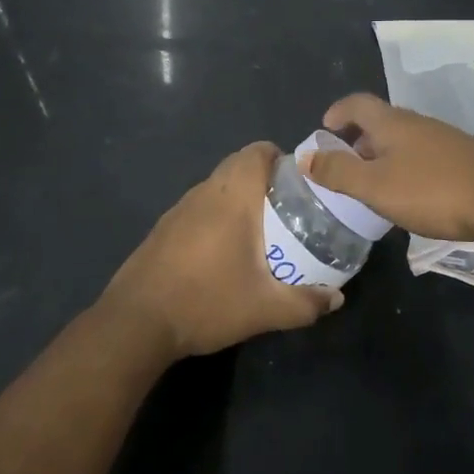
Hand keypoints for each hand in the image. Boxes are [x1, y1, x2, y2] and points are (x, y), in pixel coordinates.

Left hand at [100, 142, 336, 360]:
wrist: (136, 322)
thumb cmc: (206, 301)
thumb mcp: (264, 309)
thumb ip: (305, 303)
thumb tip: (337, 298)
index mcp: (232, 196)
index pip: (258, 151)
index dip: (281, 158)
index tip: (299, 183)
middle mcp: (205, 192)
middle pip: (239, 165)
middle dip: (266, 180)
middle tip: (288, 210)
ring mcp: (179, 208)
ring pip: (218, 186)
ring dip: (240, 198)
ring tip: (262, 231)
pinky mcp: (164, 227)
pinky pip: (200, 206)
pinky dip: (218, 215)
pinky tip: (224, 252)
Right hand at [305, 93, 473, 242]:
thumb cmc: (429, 190)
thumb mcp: (375, 186)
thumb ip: (338, 172)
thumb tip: (305, 156)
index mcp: (391, 123)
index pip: (357, 103)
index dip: (337, 112)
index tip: (324, 129)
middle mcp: (417, 122)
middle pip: (380, 121)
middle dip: (358, 139)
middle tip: (345, 165)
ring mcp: (444, 138)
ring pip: (403, 139)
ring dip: (382, 155)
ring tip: (374, 184)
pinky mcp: (463, 157)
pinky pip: (423, 154)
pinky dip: (406, 166)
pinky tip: (410, 193)